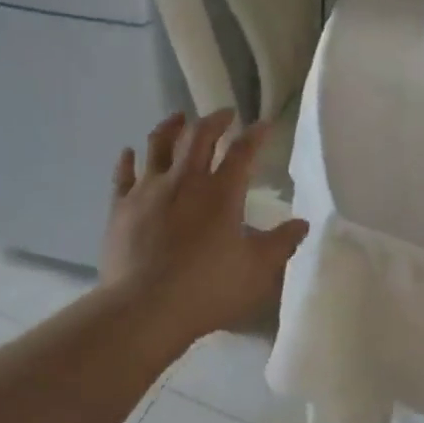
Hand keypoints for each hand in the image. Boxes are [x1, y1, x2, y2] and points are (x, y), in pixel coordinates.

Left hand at [100, 111, 308, 343]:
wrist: (143, 309)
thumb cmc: (206, 290)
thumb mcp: (256, 272)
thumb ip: (280, 244)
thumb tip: (302, 224)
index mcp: (221, 193)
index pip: (243, 152)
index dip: (256, 135)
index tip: (264, 124)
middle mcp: (184, 180)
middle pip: (199, 136)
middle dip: (214, 120)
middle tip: (224, 114)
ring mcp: (148, 190)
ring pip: (158, 144)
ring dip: (171, 126)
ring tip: (178, 118)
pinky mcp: (121, 206)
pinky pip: (123, 174)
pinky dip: (128, 159)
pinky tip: (129, 152)